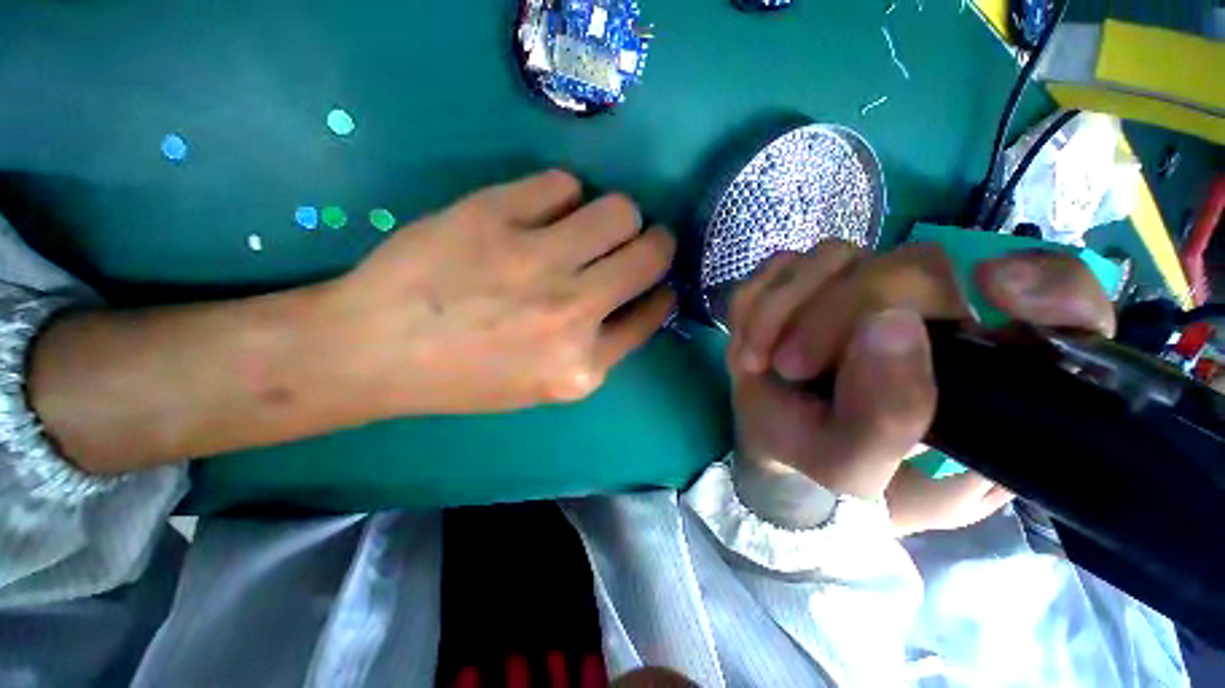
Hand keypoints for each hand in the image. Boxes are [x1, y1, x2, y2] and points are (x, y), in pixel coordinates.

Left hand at [316, 170, 675, 415]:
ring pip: (620, 210)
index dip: (661, 290)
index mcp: (583, 365)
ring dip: (616, 215)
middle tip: (636, 240)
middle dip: (655, 243)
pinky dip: (562, 194)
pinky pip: (564, 183)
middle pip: (651, 254)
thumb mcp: (545, 384)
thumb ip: (598, 348)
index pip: (654, 312)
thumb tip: (636, 298)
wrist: (376, 351)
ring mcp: (536, 262)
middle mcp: (572, 313)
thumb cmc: (465, 377)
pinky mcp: (495, 215)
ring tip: (589, 224)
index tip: (657, 279)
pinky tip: (541, 210)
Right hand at [727, 242, 1114, 525]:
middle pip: (912, 265)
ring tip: (756, 358)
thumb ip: (886, 420)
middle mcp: (931, 320)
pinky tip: (749, 342)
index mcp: (984, 380)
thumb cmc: (827, 478)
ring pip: (834, 255)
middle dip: (834, 314)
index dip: (1045, 286)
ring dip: (780, 306)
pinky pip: (780, 265)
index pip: (1063, 306)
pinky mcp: (809, 288)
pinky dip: (756, 302)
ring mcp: (863, 295)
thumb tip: (892, 324)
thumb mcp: (856, 472)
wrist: (776, 455)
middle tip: (790, 366)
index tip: (991, 289)